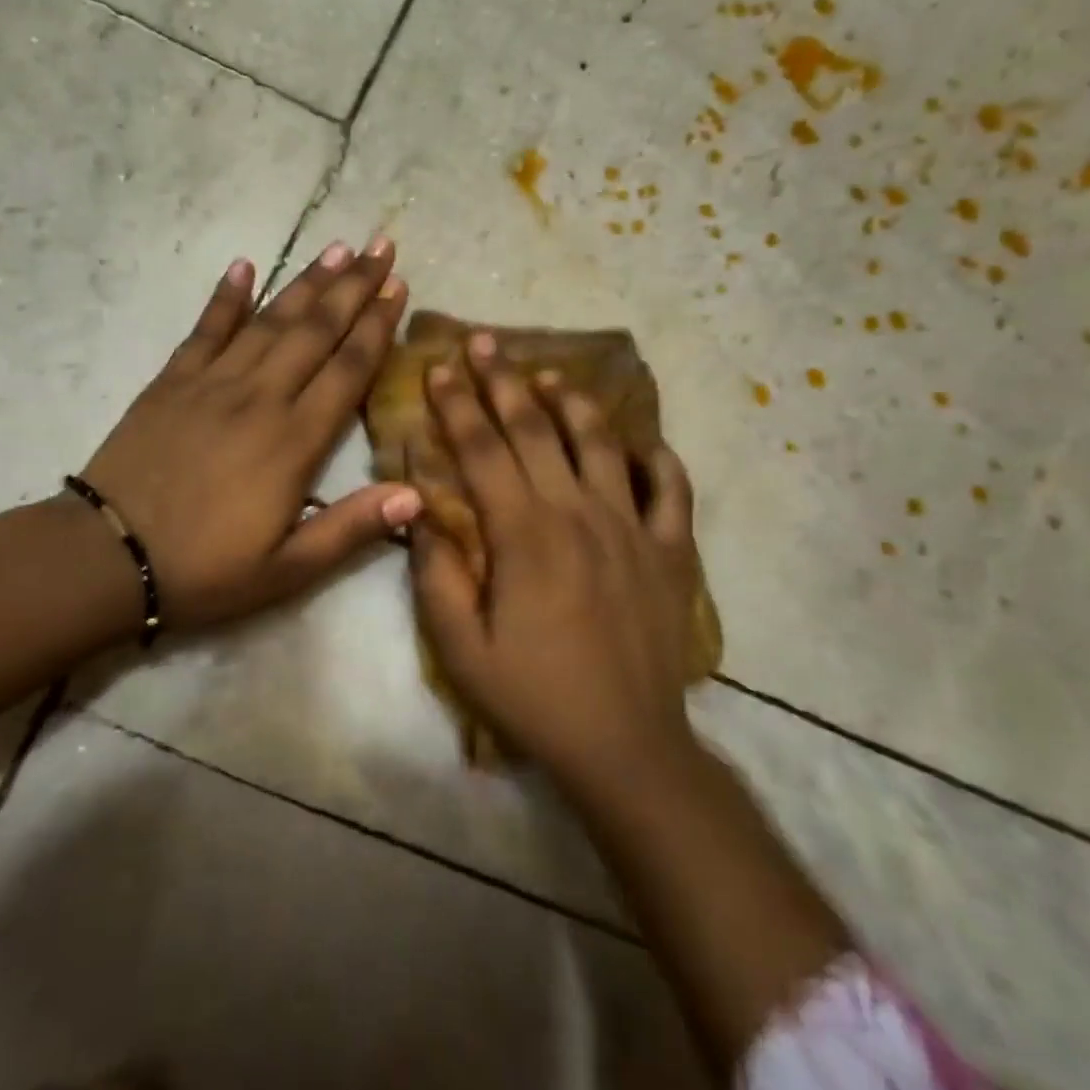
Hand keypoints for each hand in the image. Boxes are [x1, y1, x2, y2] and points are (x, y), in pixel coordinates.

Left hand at [81, 235, 422, 627]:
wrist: (108, 557)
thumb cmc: (205, 569)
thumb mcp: (288, 569)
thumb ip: (352, 529)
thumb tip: (418, 496)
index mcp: (294, 441)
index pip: (348, 369)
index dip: (377, 326)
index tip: (398, 287)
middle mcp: (260, 398)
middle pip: (315, 331)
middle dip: (353, 287)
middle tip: (380, 246)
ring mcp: (213, 383)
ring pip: (270, 320)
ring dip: (306, 282)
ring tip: (337, 248)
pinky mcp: (172, 381)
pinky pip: (206, 329)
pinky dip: (226, 296)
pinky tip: (244, 265)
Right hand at [410, 333, 700, 792]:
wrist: (626, 747)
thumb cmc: (533, 696)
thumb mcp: (460, 647)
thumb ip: (434, 574)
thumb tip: (417, 513)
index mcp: (524, 533)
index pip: (482, 449)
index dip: (457, 404)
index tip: (440, 368)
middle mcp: (578, 513)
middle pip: (535, 430)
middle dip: (503, 381)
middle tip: (484, 342)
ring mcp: (632, 527)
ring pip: (601, 443)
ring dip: (572, 402)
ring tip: (550, 374)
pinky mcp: (670, 550)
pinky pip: (671, 489)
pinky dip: (657, 458)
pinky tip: (640, 442)